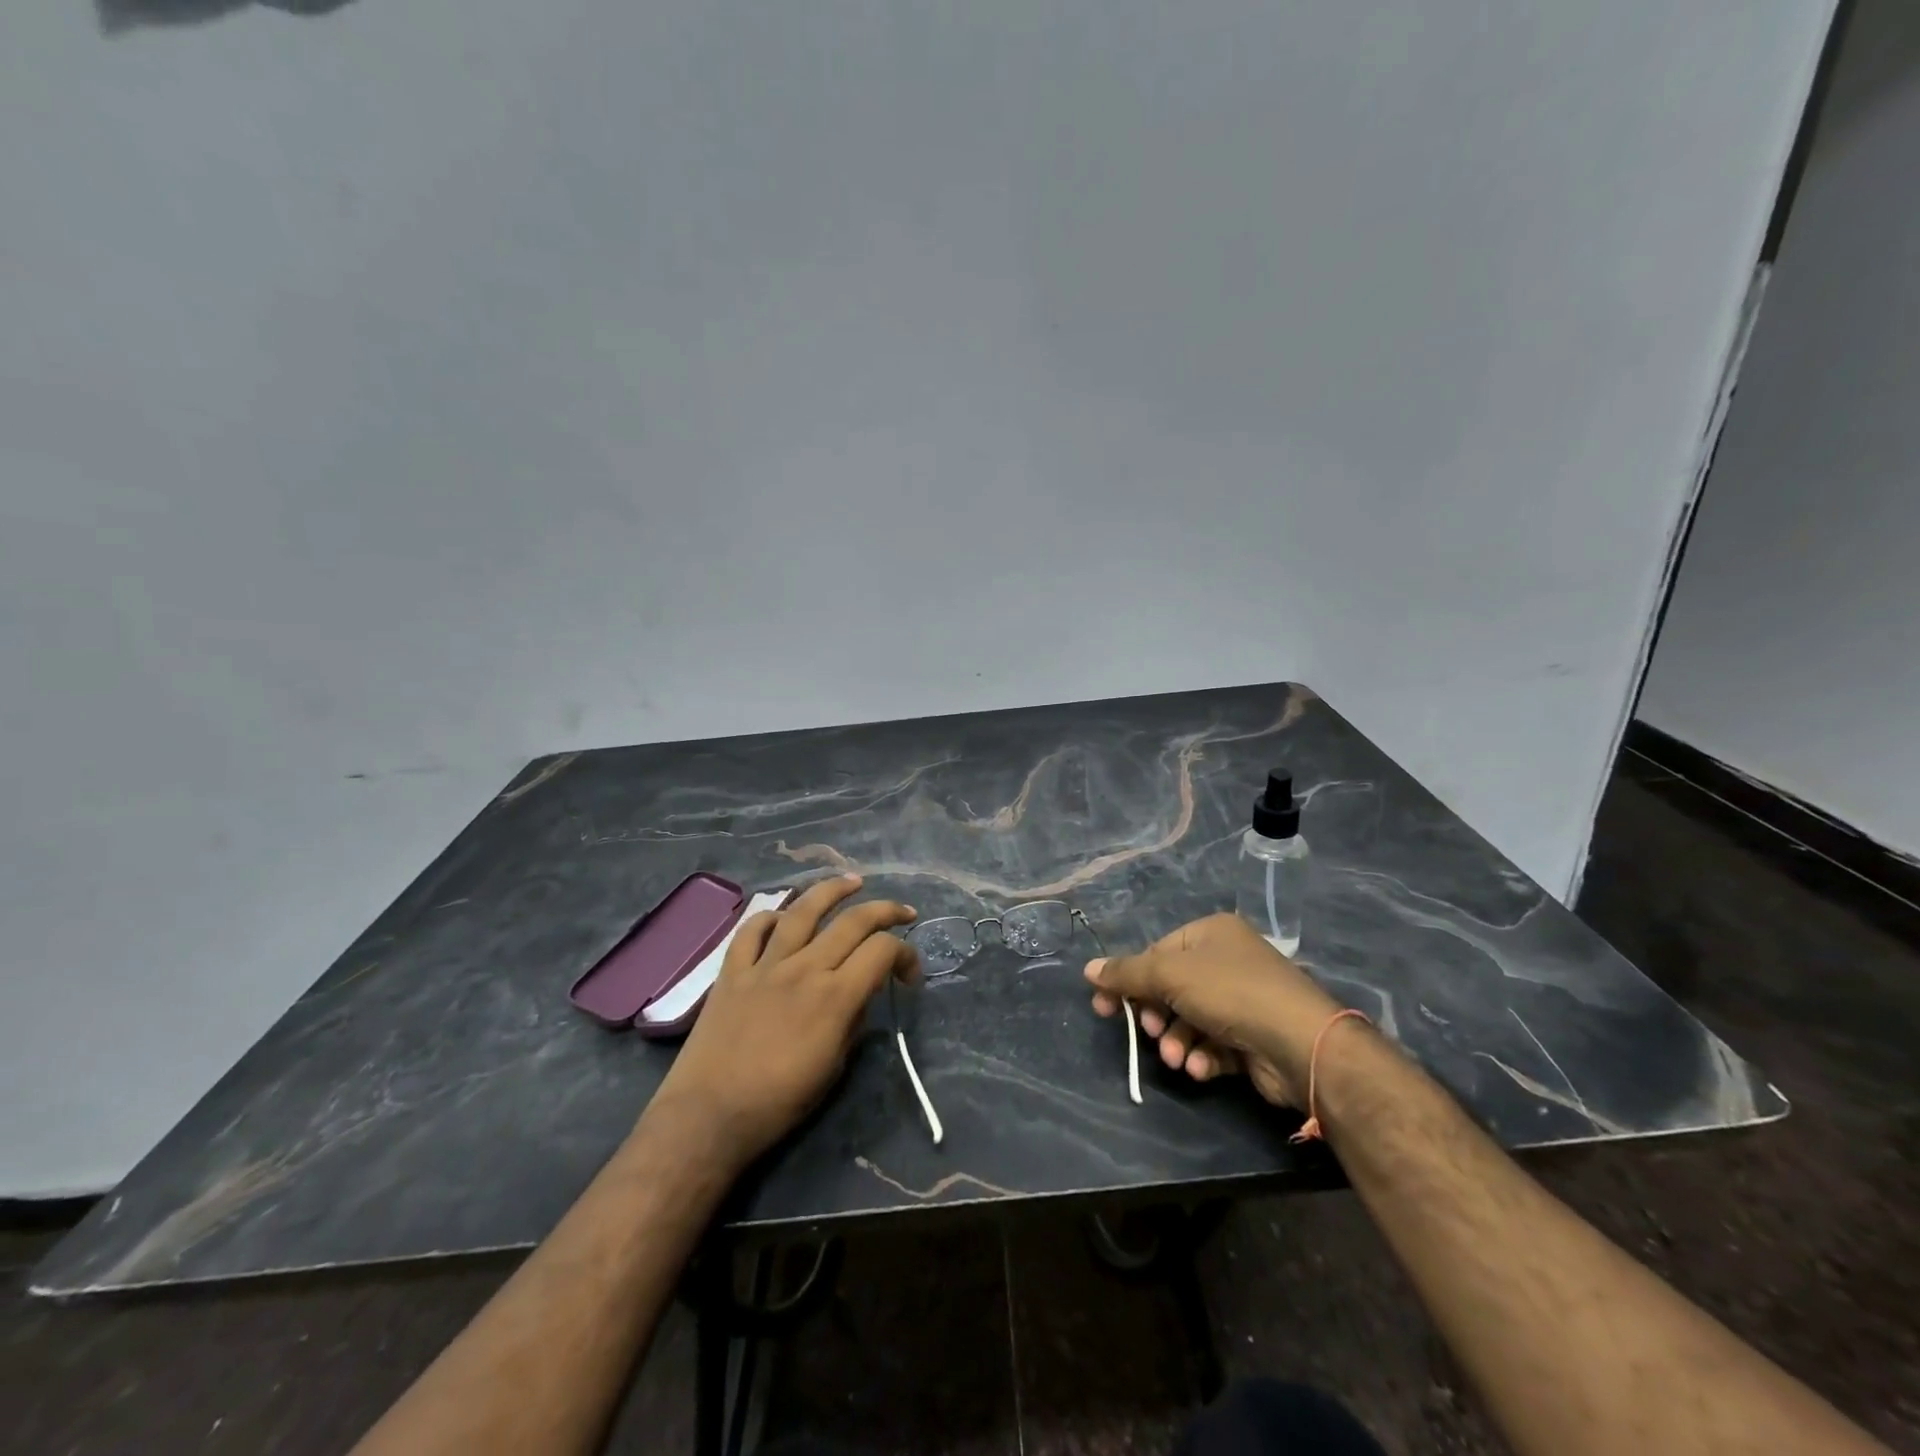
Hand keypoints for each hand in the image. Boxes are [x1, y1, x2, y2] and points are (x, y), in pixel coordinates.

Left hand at [649, 876, 917, 1166]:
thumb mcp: (835, 1067)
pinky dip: (772, 916)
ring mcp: (765, 964)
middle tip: (903, 913)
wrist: (709, 1116)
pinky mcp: (732, 970)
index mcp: (835, 997)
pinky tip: (785, 916)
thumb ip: (853, 1022)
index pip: (883, 951)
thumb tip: (862, 994)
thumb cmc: (779, 1102)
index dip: (906, 954)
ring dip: (833, 890)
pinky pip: (753, 930)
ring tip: (853, 881)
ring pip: (803, 910)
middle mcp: (804, 968)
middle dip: (886, 911)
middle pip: (853, 921)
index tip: (908, 974)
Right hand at [1086, 913, 1341, 1107]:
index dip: (1130, 981)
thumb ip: (1126, 974)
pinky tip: (1200, 1068)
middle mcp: (1228, 960)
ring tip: (1177, 1058)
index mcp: (1211, 933)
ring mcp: (1243, 999)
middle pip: (1172, 988)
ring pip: (1190, 1019)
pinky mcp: (1253, 1037)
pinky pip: (1213, 1043)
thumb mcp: (1169, 975)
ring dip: (1177, 1041)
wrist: (1301, 1044)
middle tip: (1149, 1034)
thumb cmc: (1230, 993)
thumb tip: (1088, 969)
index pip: (1157, 953)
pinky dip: (1201, 1056)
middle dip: (1157, 1016)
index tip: (1105, 1007)